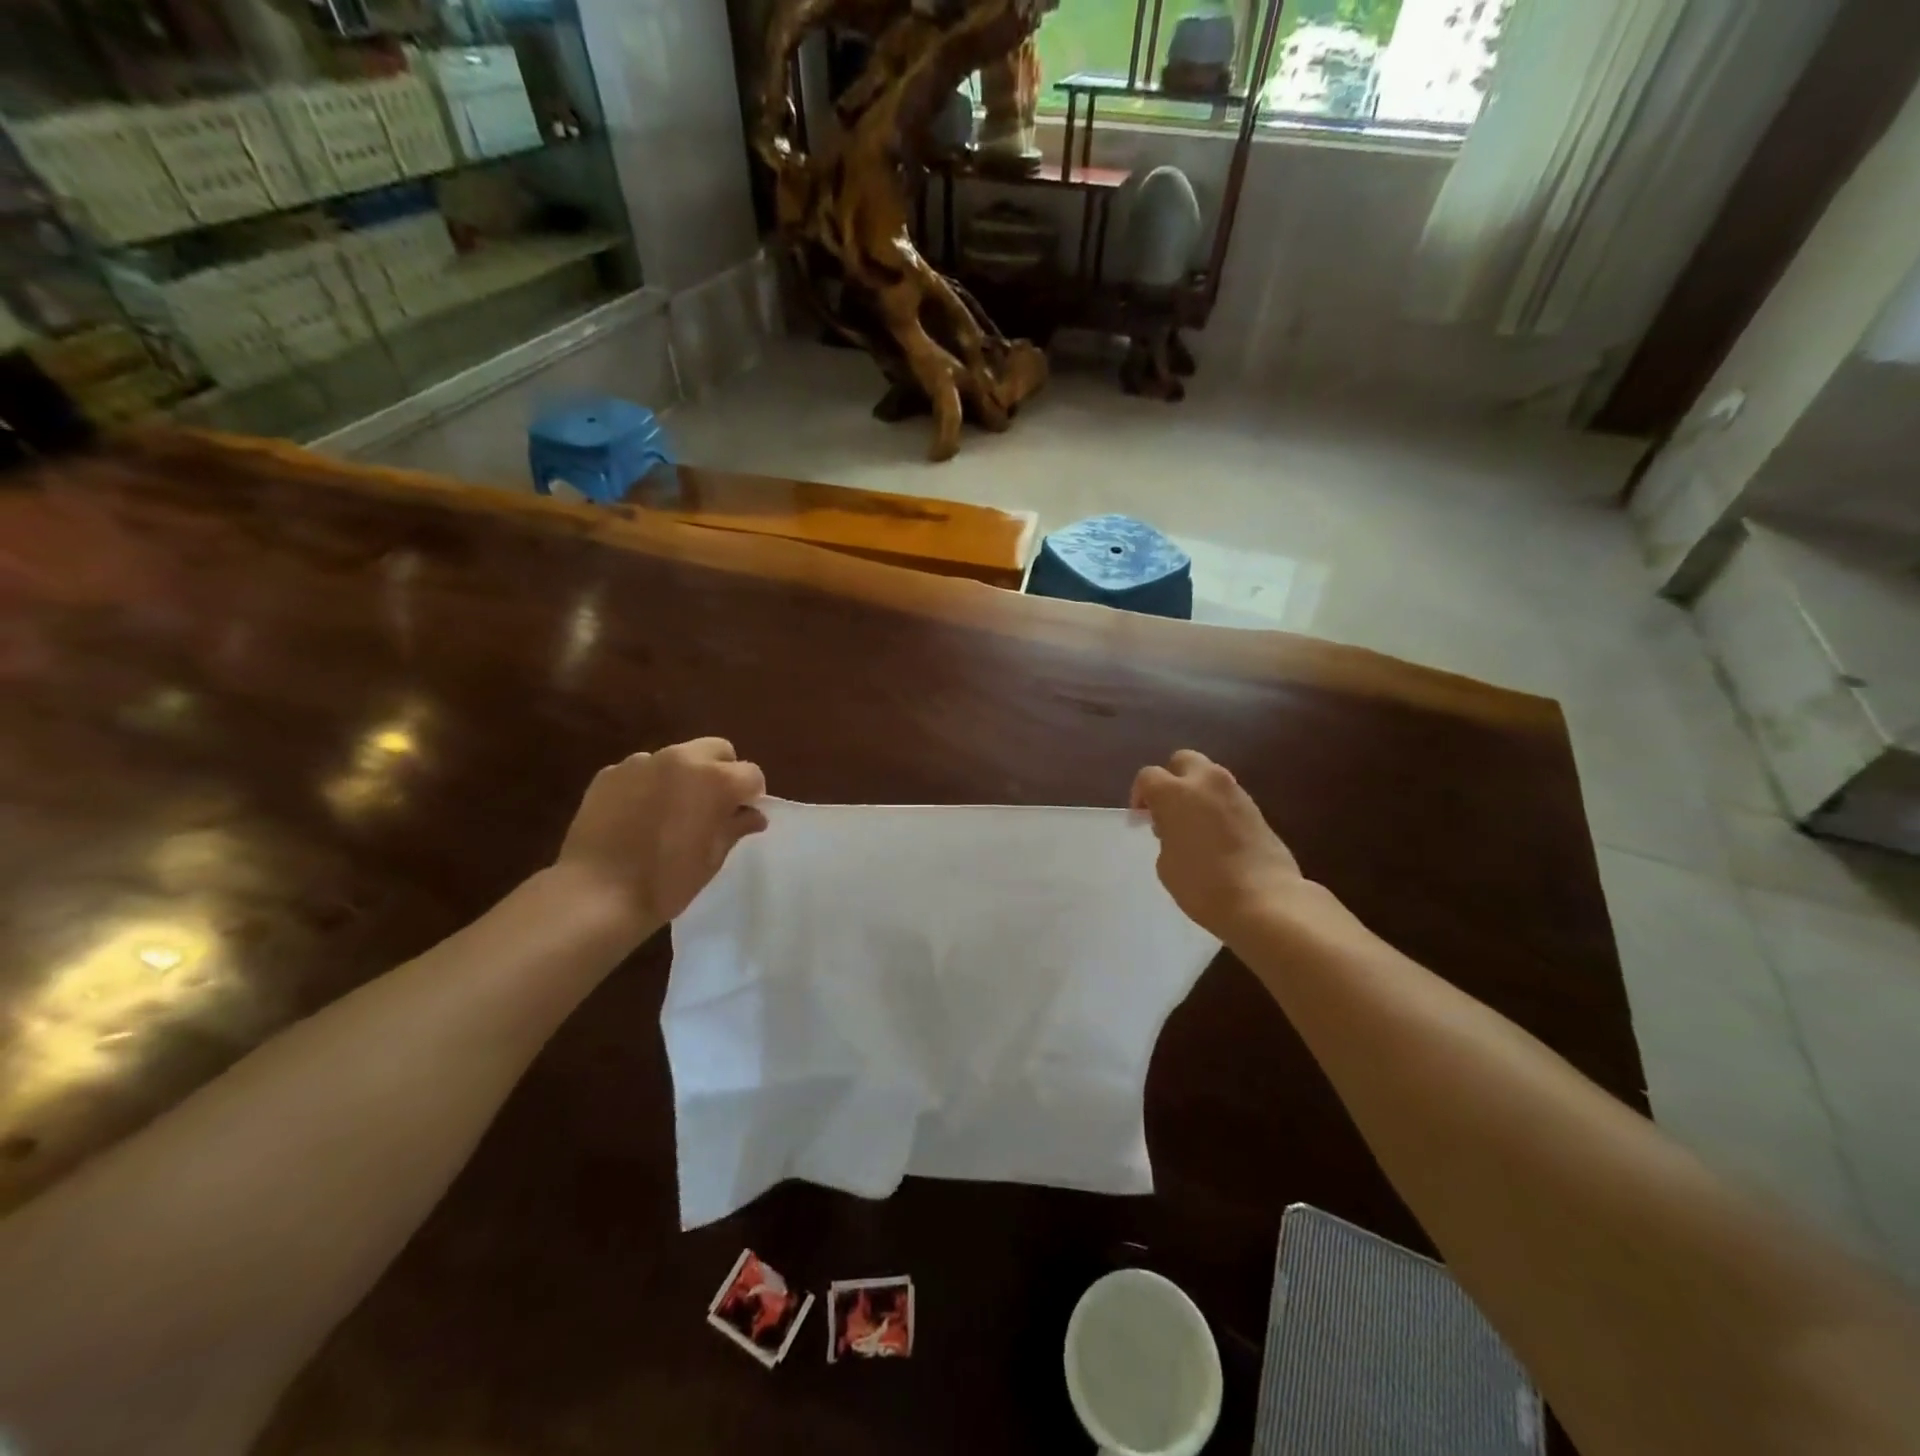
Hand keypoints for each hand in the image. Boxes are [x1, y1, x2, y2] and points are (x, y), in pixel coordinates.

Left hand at [555, 738, 767, 929]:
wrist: (596, 894)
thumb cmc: (666, 882)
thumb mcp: (712, 859)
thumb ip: (735, 828)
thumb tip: (752, 815)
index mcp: (716, 780)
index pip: (751, 775)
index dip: (751, 796)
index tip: (740, 817)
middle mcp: (682, 759)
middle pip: (717, 750)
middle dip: (723, 771)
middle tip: (712, 806)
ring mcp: (642, 762)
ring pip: (678, 757)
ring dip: (684, 776)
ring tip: (670, 811)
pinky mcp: (610, 773)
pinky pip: (642, 770)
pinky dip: (649, 784)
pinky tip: (638, 816)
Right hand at [1130, 750, 1308, 939]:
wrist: (1264, 900)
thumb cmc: (1203, 885)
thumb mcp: (1166, 863)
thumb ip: (1166, 835)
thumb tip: (1175, 829)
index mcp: (1175, 792)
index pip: (1148, 776)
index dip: (1140, 796)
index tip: (1141, 820)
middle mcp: (1206, 782)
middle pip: (1183, 760)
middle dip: (1172, 778)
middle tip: (1167, 810)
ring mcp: (1236, 793)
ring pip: (1209, 777)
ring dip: (1197, 792)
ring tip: (1193, 826)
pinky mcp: (1258, 809)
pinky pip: (1228, 797)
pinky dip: (1217, 807)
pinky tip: (1216, 836)